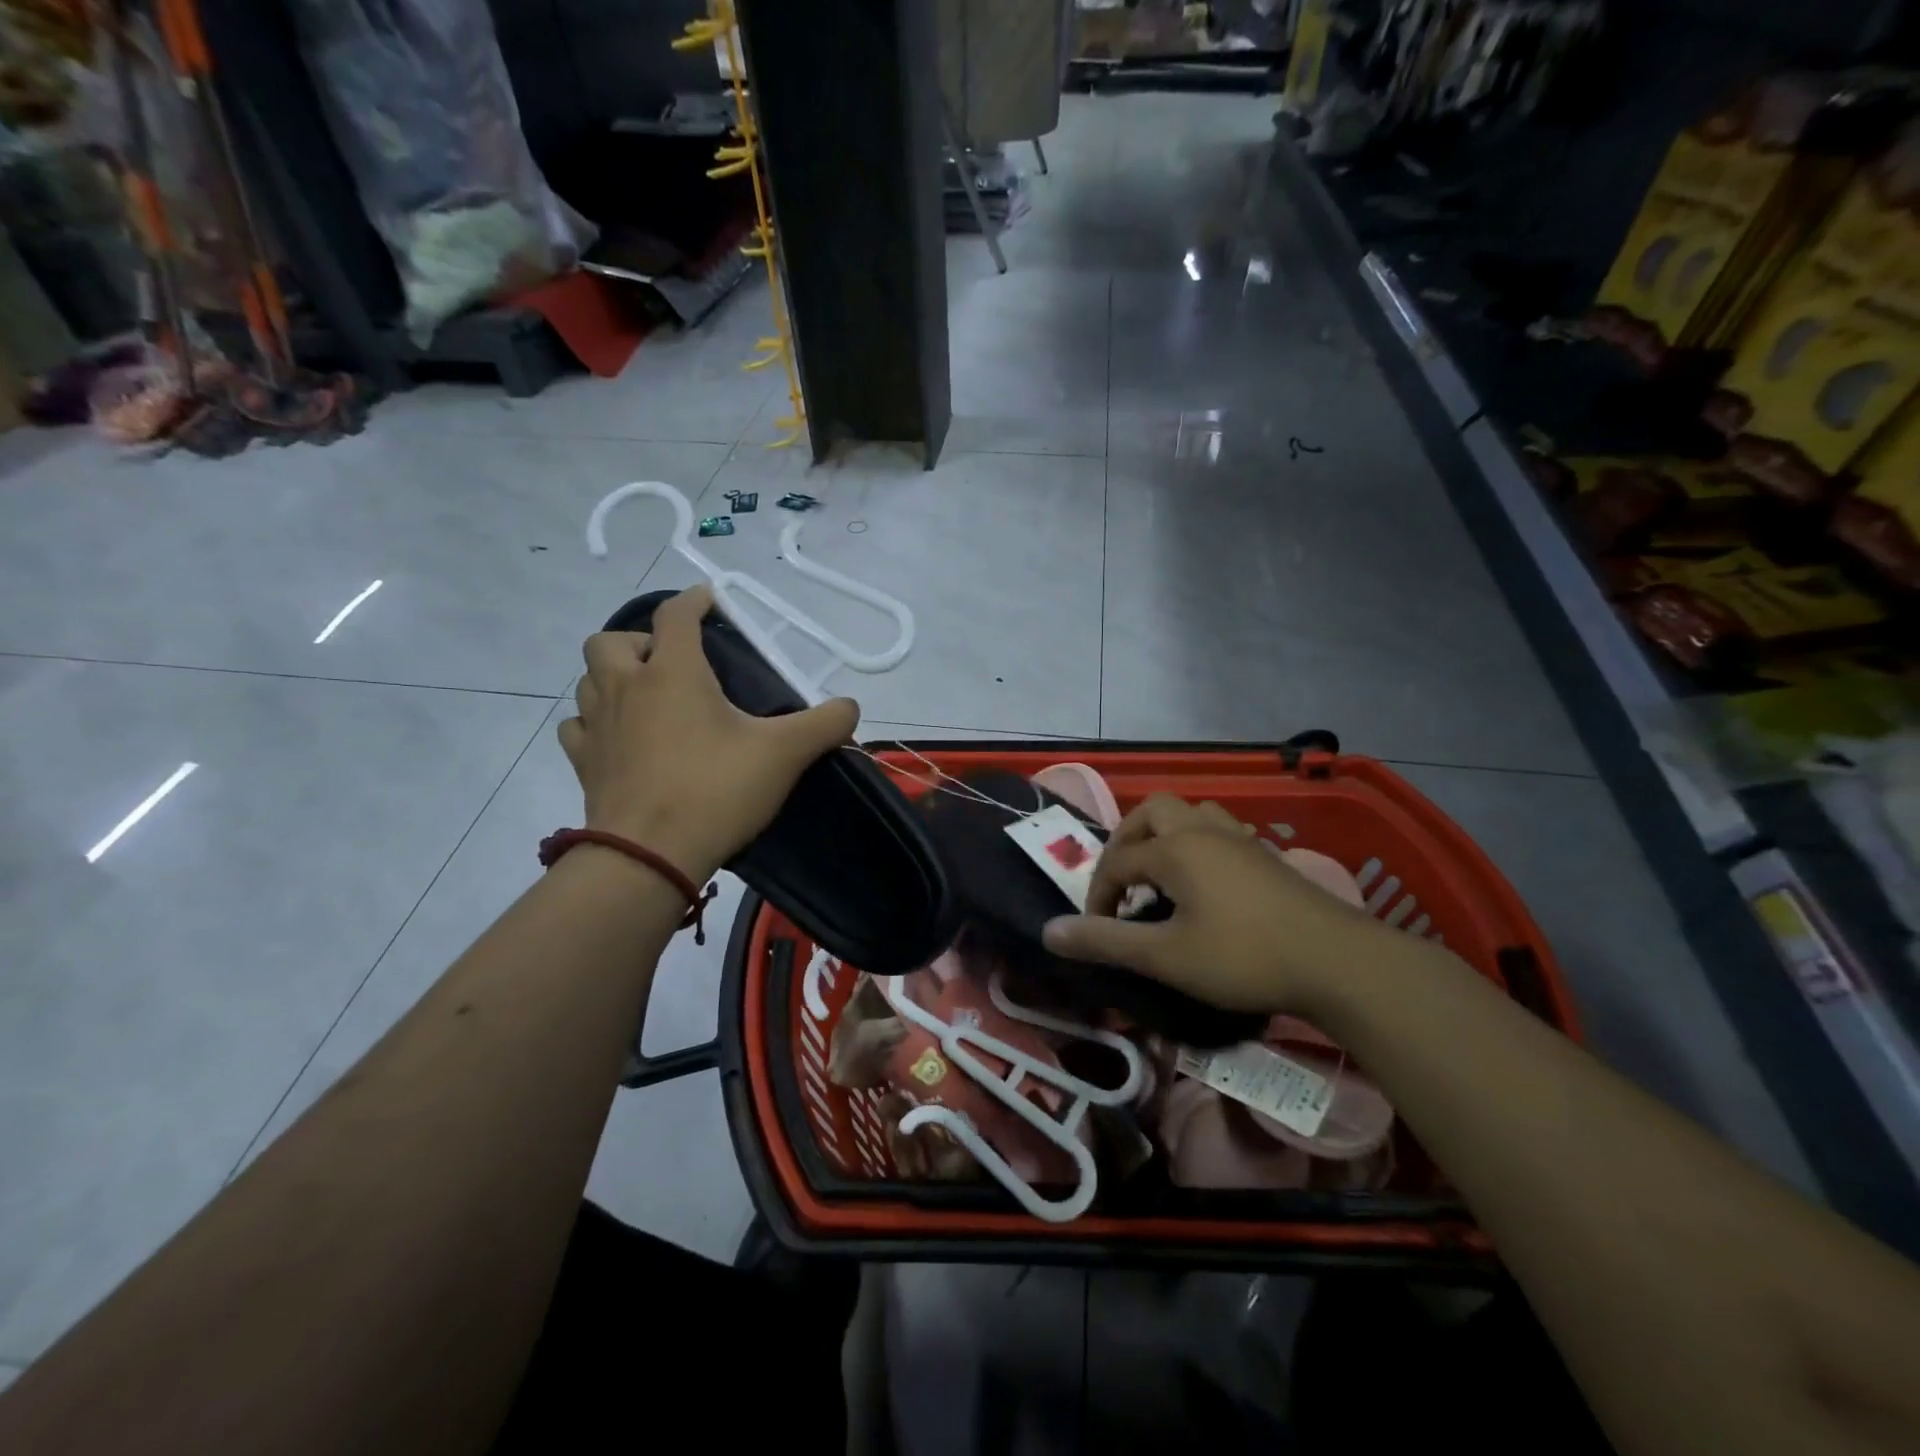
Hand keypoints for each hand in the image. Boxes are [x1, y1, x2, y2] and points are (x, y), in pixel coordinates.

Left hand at [558, 586, 858, 879]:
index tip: (709, 599)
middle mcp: (626, 688)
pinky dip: (594, 722)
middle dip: (640, 641)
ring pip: (588, 680)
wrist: (648, 856)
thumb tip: (850, 708)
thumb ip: (824, 724)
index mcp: (673, 672)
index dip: (694, 600)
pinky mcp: (584, 764)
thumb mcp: (784, 754)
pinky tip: (619, 738)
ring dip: (613, 678)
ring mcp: (597, 726)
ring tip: (645, 698)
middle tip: (671, 663)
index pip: (675, 615)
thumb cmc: (715, 790)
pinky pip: (578, 727)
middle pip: (612, 641)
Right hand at [1041, 794, 1410, 1014]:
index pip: (1118, 861)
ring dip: (1165, 837)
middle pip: (1152, 813)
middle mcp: (1203, 830)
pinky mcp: (1266, 856)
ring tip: (1160, 875)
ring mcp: (1239, 839)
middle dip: (1127, 843)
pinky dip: (1198, 845)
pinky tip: (1206, 882)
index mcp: (1174, 848)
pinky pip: (1219, 831)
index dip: (1098, 894)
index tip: (1096, 930)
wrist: (1338, 962)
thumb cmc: (1244, 957)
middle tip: (1123, 882)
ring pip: (1191, 814)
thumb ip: (1106, 942)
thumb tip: (1049, 933)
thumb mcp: (1166, 956)